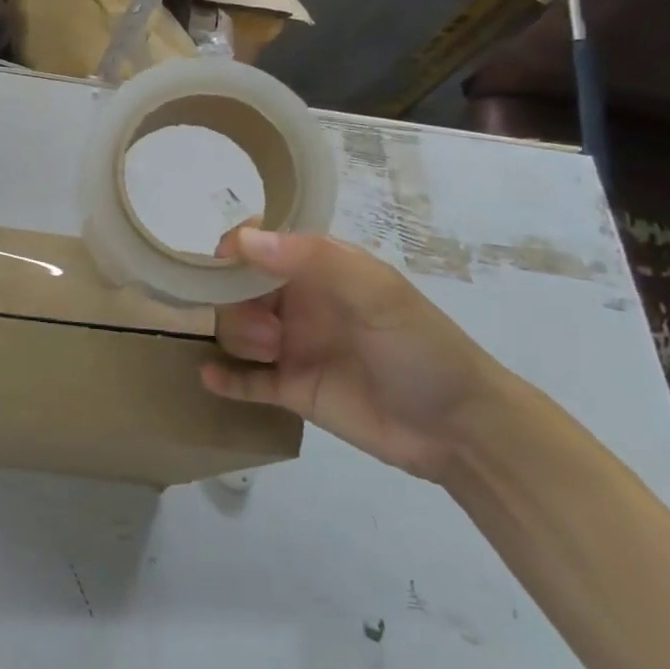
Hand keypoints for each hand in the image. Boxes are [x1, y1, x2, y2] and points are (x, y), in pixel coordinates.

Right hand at [203, 228, 515, 481]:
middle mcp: (300, 303)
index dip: (237, 249)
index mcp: (321, 270)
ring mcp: (294, 347)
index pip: (262, 244)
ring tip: (270, 355)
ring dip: (238, 337)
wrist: (459, 429)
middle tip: (267, 329)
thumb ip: (313, 260)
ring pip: (237, 331)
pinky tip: (210, 377)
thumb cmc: (421, 348)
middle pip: (239, 289)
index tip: (223, 266)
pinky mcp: (291, 390)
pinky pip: (245, 380)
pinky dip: (224, 376)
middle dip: (236, 302)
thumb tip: (244, 239)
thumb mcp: (377, 294)